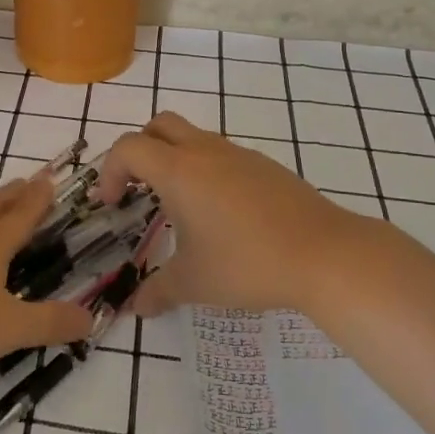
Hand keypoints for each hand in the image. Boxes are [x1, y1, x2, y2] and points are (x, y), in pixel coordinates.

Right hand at [94, 113, 380, 317]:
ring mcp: (239, 154)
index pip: (128, 148)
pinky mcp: (266, 166)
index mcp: (178, 171)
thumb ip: (158, 291)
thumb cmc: (247, 264)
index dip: (110, 171)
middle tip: (139, 188)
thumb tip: (136, 307)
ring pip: (194, 137)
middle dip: (140, 150)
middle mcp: (205, 152)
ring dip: (175, 159)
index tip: (113, 204)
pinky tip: (221, 213)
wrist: (324, 254)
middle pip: (159, 126)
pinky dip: (207, 170)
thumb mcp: (194, 282)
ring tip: (181, 206)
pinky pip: (223, 154)